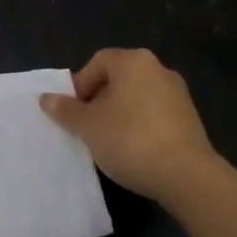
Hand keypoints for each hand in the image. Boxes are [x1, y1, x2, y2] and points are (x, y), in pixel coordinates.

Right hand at [41, 48, 221, 204]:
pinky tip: (133, 150)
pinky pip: (155, 115)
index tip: (72, 112)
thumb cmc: (130, 139)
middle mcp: (158, 69)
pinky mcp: (190, 119)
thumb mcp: (88, 126)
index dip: (79, 85)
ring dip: (119, 115)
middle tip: (86, 127)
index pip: (97, 62)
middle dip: (98, 100)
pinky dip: (140, 126)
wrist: (187, 175)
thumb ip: (66, 110)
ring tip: (107, 142)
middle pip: (118, 79)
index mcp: (133, 61)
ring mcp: (178, 94)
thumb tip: (46, 98)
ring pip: (137, 98)